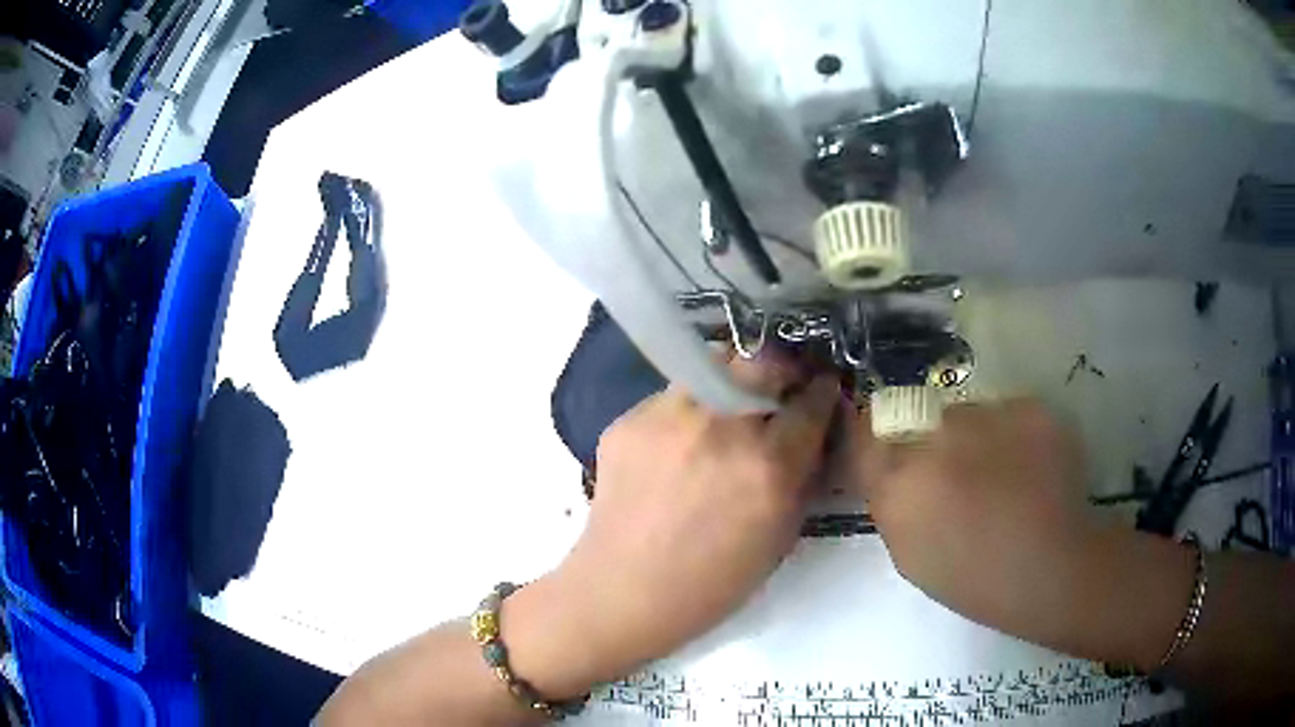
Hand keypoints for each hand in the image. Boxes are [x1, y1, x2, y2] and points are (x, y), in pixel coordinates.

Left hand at [505, 354, 840, 697]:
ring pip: (715, 364)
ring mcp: (669, 417)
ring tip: (729, 409)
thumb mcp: (782, 536)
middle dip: (782, 368)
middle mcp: (721, 428)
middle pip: (764, 361)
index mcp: (768, 466)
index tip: (820, 389)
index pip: (810, 400)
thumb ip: (803, 475)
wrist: (624, 591)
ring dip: (734, 381)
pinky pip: (673, 395)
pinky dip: (690, 408)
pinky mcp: (629, 419)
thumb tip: (812, 430)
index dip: (821, 391)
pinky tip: (681, 442)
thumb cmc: (712, 582)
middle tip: (779, 388)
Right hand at [852, 400, 1109, 647]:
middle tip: (962, 476)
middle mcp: (937, 437)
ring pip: (970, 414)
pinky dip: (1016, 435)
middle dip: (935, 443)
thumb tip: (893, 471)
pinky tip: (1032, 468)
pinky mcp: (1029, 408)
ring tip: (1005, 475)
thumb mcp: (911, 555)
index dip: (876, 434)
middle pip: (923, 420)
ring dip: (978, 438)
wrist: (1052, 569)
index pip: (867, 431)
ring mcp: (987, 416)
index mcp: (901, 481)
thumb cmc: (974, 579)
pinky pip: (1010, 414)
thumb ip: (894, 504)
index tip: (890, 446)